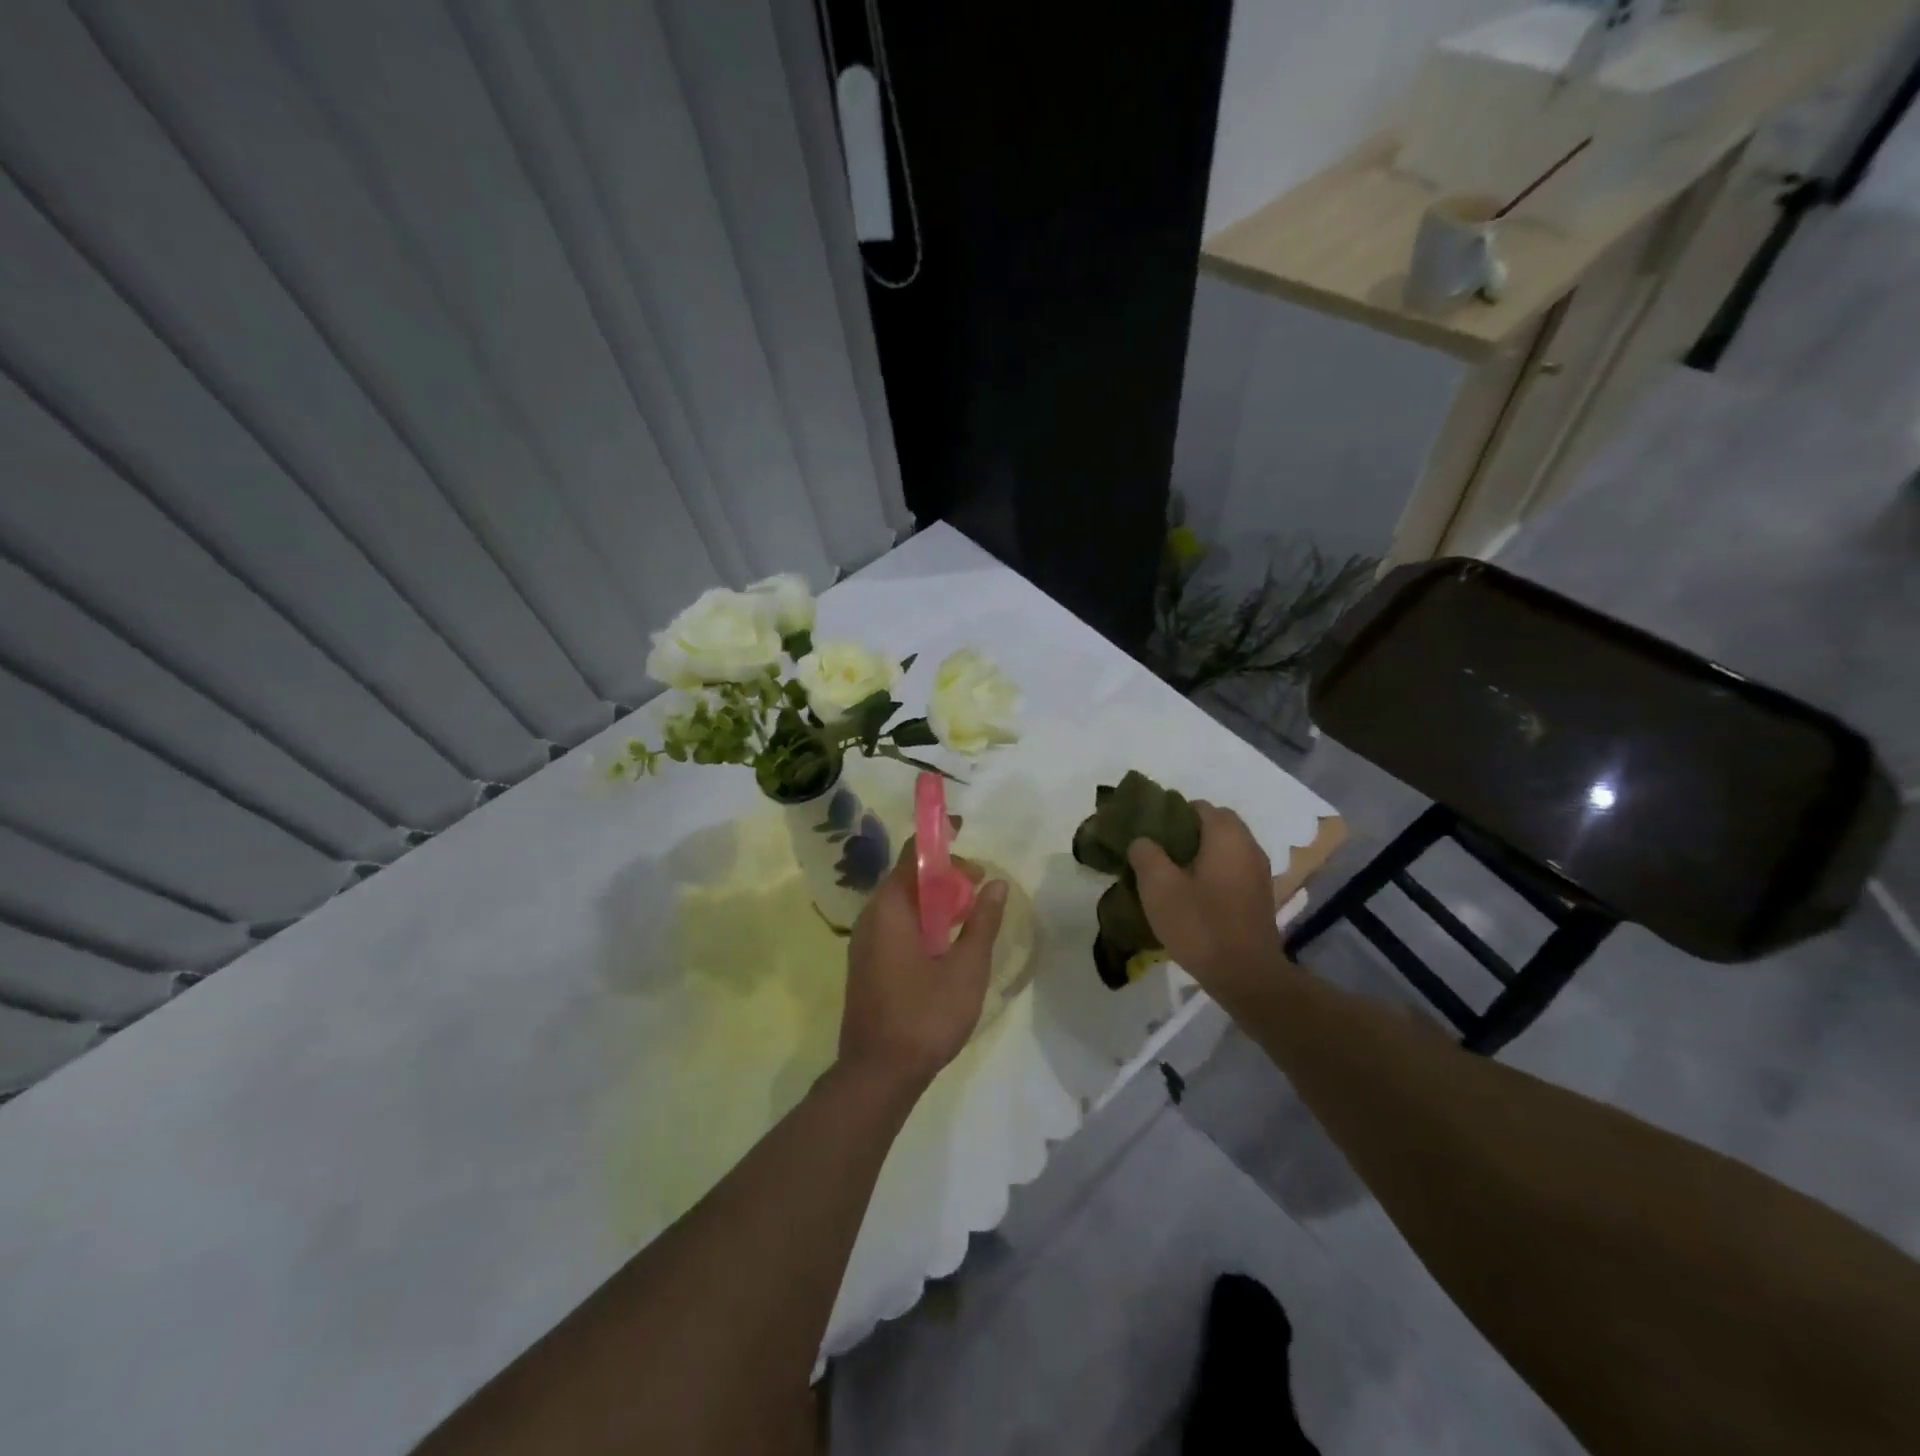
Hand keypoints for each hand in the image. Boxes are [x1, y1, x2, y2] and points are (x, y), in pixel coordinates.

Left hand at [840, 840, 1008, 1095]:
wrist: (877, 1074)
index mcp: (890, 908)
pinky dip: (922, 921)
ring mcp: (864, 942)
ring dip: (934, 901)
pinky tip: (945, 944)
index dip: (939, 839)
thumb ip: (982, 922)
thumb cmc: (924, 1016)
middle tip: (979, 888)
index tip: (965, 833)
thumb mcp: (966, 968)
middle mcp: (871, 917)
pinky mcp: (866, 963)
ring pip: (901, 904)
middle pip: (907, 878)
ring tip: (969, 916)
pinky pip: (894, 925)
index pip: (913, 855)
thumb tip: (996, 884)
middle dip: (944, 875)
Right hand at [1128, 802, 1283, 989]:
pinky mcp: (1259, 897)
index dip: (1171, 813)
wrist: (1246, 976)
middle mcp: (1249, 846)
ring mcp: (1258, 873)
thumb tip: (1143, 840)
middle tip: (1157, 852)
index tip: (1149, 832)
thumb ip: (1146, 854)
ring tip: (1171, 874)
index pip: (1198, 806)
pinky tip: (1192, 894)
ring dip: (1199, 854)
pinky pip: (1232, 870)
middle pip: (1215, 825)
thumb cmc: (1201, 925)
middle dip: (1185, 833)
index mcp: (1227, 836)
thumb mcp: (1159, 888)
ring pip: (1224, 849)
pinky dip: (1212, 873)